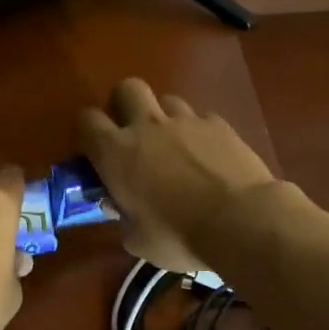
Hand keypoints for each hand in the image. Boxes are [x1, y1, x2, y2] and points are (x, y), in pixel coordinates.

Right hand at [76, 78, 276, 271]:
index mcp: (116, 152)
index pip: (87, 121)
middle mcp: (147, 125)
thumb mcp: (137, 240)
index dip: (88, 134)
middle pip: (126, 89)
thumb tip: (119, 205)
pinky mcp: (219, 123)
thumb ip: (122, 217)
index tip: (95, 154)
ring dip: (163, 118)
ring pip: (166, 100)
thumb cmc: (179, 237)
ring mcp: (186, 120)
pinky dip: (197, 133)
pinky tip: (206, 156)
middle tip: (132, 135)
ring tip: (173, 146)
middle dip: (124, 106)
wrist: (241, 222)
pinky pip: (200, 118)